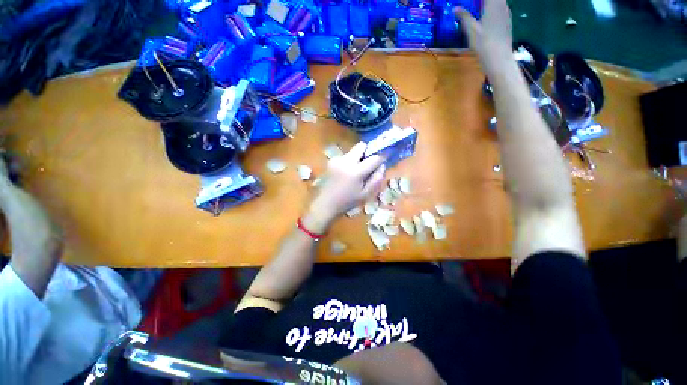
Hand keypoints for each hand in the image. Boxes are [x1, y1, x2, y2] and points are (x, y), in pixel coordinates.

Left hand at [303, 142, 385, 232]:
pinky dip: (349, 161)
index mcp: (355, 172)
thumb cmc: (347, 201)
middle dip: (367, 151)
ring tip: (356, 171)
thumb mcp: (365, 194)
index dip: (382, 156)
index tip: (386, 154)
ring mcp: (337, 160)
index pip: (373, 158)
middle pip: (360, 146)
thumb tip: (382, 165)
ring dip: (358, 158)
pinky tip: (346, 173)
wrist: (326, 203)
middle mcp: (345, 162)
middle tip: (369, 162)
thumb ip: (376, 179)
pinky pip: (345, 157)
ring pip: (352, 151)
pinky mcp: (331, 161)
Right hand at [454, 0, 512, 73]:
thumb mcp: (471, 30)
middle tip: (474, 5)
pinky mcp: (507, 22)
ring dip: (489, 4)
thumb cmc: (484, 43)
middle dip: (483, 1)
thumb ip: (464, 17)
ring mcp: (507, 14)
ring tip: (479, 8)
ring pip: (499, 2)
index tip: (469, 2)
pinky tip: (487, 16)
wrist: (499, 59)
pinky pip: (501, 9)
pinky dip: (493, 9)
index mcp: (493, 4)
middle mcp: (502, 5)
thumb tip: (455, 8)